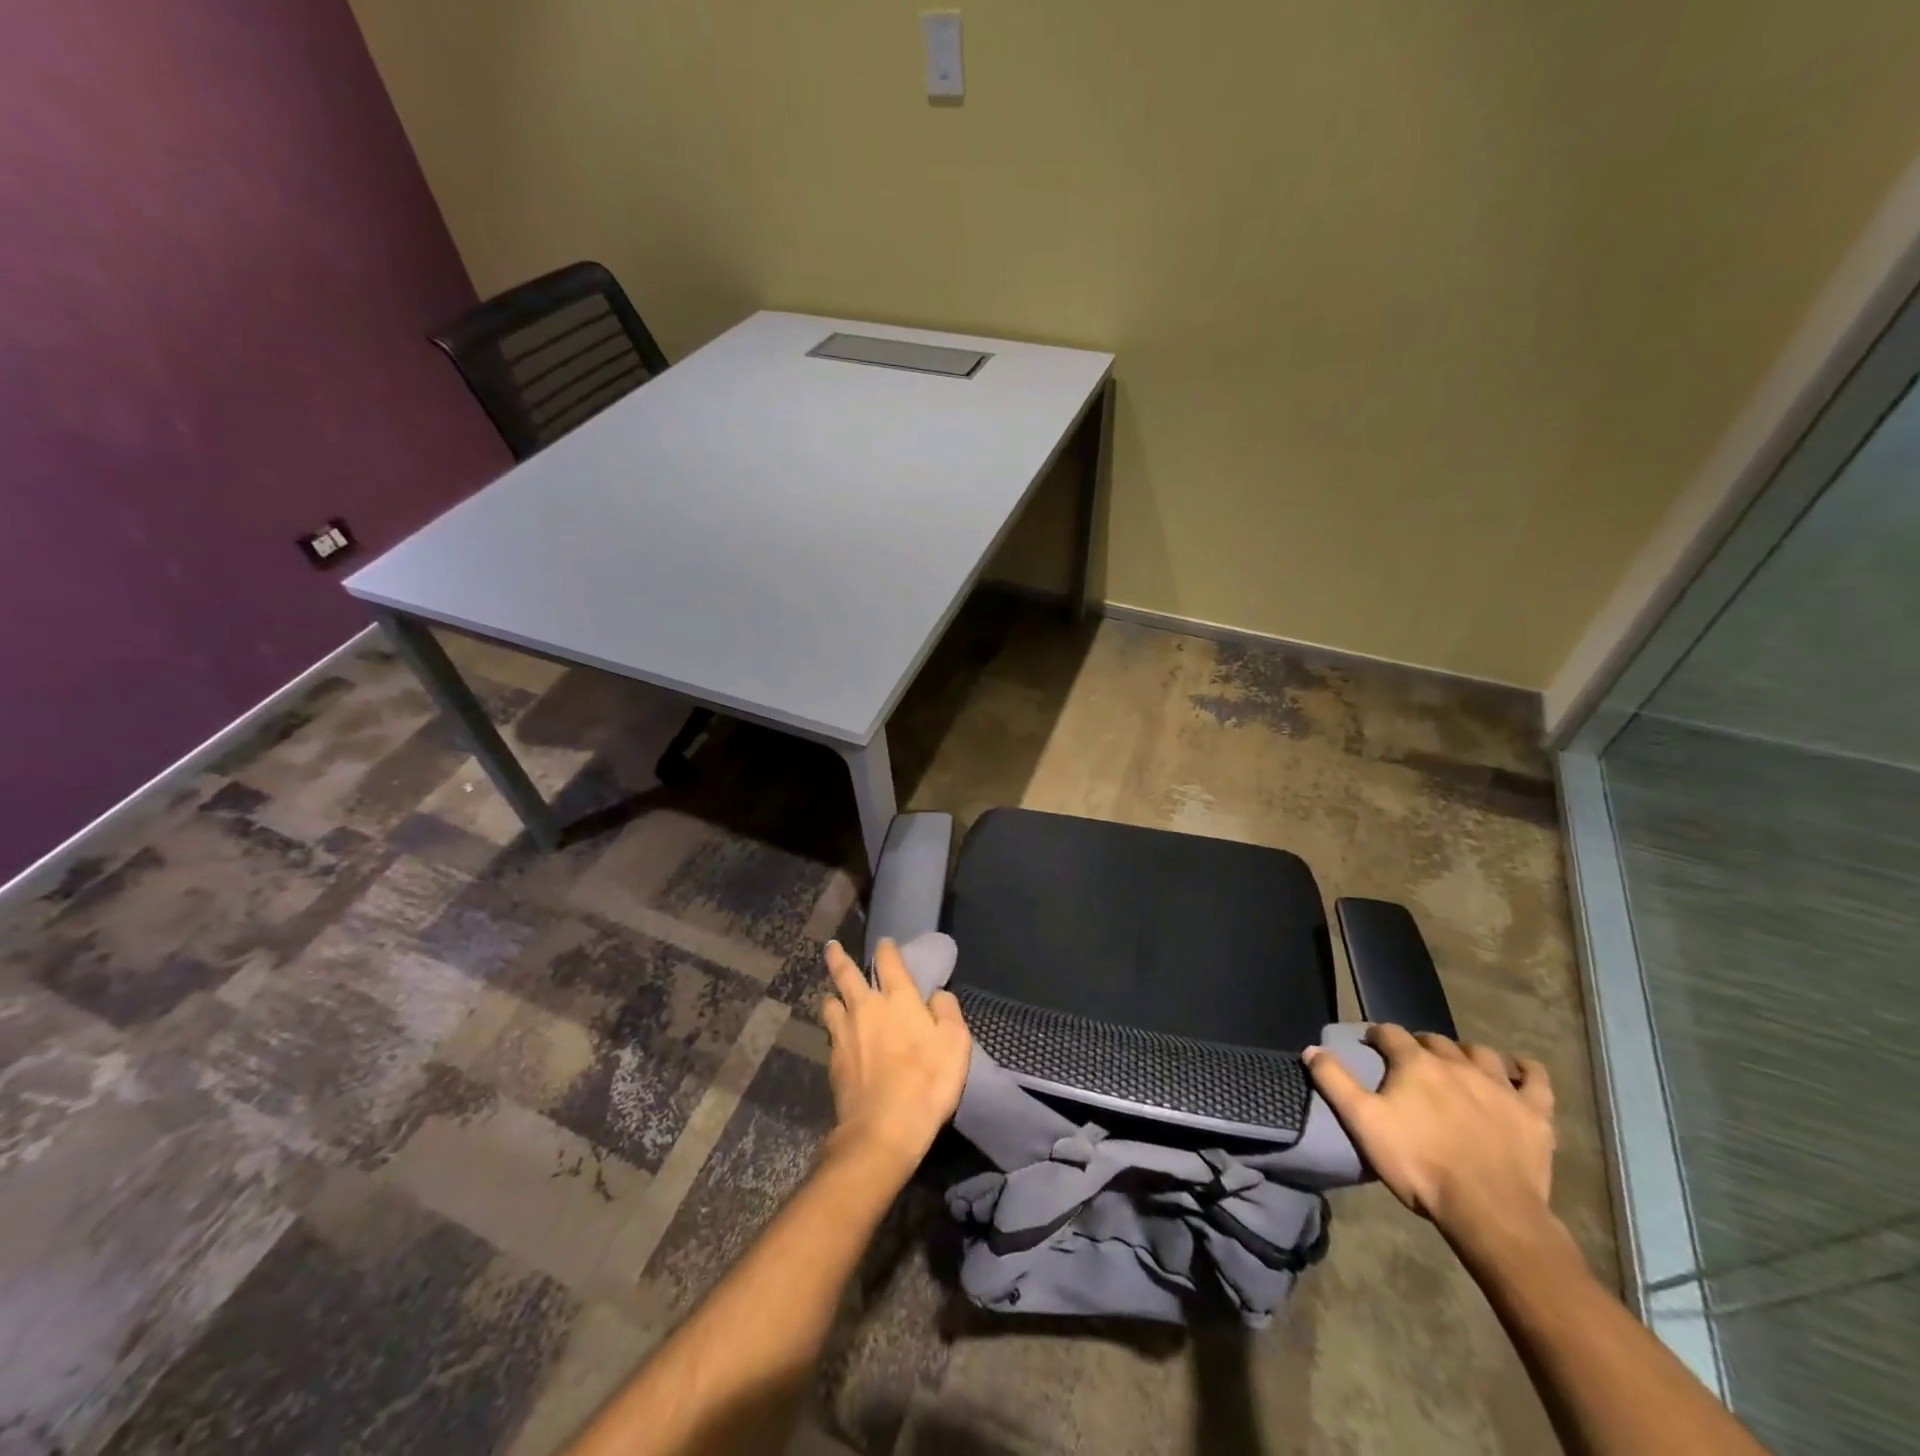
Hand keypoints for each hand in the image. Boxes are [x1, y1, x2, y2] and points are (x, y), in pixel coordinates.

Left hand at [820, 938, 971, 1178]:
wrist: (883, 1128)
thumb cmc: (928, 1081)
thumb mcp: (956, 1043)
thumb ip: (948, 1011)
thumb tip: (937, 994)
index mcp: (898, 998)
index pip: (889, 961)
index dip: (887, 948)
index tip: (885, 942)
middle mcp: (866, 1007)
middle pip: (846, 973)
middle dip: (839, 958)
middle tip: (832, 947)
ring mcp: (845, 1033)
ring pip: (830, 1002)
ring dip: (832, 994)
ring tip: (832, 994)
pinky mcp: (833, 1060)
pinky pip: (830, 1034)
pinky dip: (833, 1028)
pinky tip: (836, 1035)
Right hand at [1305, 1025, 1556, 1248]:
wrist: (1490, 1212)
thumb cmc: (1419, 1164)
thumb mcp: (1362, 1123)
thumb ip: (1334, 1082)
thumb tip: (1311, 1049)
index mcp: (1415, 1063)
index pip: (1390, 1033)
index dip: (1378, 1036)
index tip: (1371, 1047)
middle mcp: (1457, 1063)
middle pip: (1435, 1040)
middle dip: (1420, 1045)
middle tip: (1411, 1063)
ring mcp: (1500, 1087)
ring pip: (1480, 1052)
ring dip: (1466, 1053)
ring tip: (1458, 1066)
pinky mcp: (1535, 1113)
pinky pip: (1535, 1078)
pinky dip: (1525, 1069)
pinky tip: (1518, 1070)